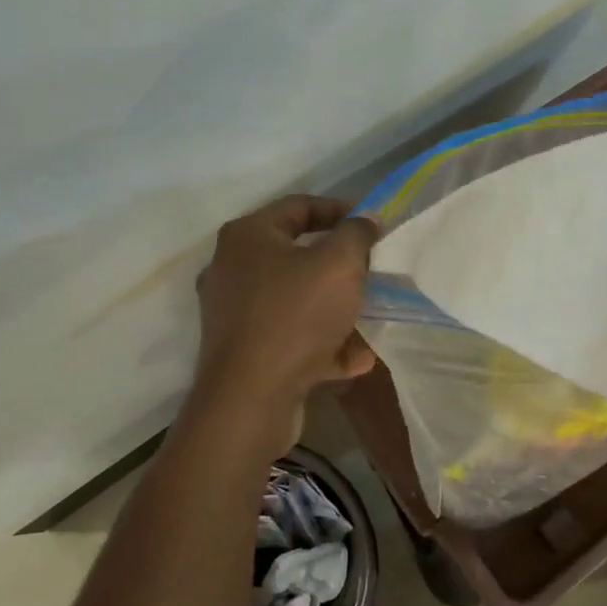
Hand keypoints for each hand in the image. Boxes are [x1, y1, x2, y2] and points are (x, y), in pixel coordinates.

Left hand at [192, 195, 378, 454]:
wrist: (251, 399)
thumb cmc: (295, 317)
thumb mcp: (339, 264)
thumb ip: (357, 234)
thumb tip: (365, 219)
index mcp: (248, 237)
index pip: (299, 206)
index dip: (340, 210)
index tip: (373, 226)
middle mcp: (233, 269)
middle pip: (297, 255)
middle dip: (340, 266)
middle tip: (372, 272)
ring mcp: (235, 314)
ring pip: (297, 300)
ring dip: (335, 309)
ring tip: (368, 318)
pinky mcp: (244, 352)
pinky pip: (291, 337)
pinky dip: (322, 344)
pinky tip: (355, 359)